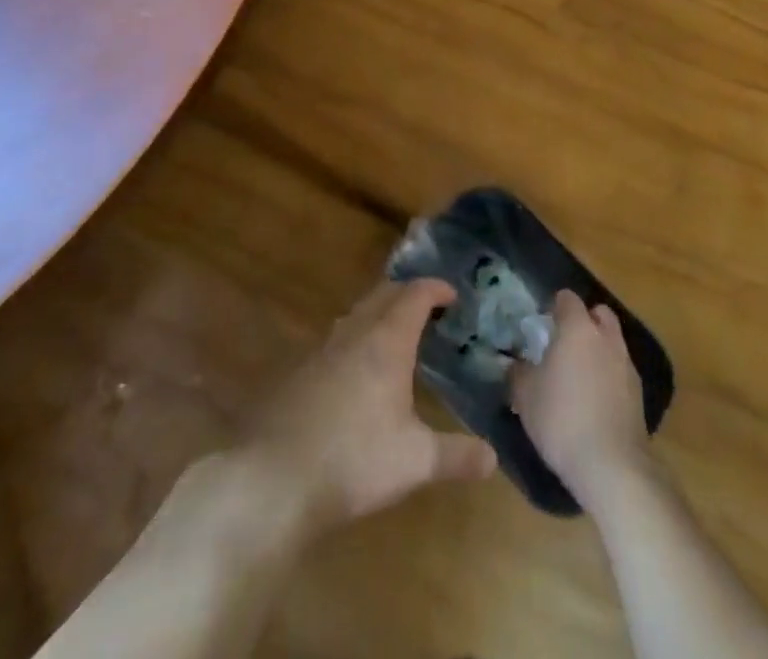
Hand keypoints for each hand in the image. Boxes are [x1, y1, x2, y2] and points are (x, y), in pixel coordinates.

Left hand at [242, 278, 496, 535]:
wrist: (274, 479)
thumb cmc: (354, 460)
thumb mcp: (415, 462)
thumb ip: (456, 456)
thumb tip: (493, 457)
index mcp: (386, 341)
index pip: (415, 294)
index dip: (436, 289)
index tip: (453, 295)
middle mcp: (355, 333)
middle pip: (384, 293)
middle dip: (408, 293)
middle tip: (430, 308)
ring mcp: (324, 349)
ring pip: (358, 313)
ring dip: (380, 313)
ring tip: (398, 334)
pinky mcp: (301, 371)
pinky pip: (338, 338)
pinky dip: (358, 337)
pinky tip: (360, 371)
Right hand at [510, 290, 651, 505]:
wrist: (611, 466)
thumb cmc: (561, 419)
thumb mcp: (525, 396)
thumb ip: (518, 372)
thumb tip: (515, 363)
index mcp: (578, 329)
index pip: (568, 299)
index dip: (555, 306)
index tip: (543, 322)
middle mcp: (606, 338)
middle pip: (598, 313)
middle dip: (584, 321)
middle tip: (564, 342)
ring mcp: (627, 365)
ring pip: (612, 342)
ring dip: (598, 348)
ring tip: (579, 374)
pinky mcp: (639, 394)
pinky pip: (621, 370)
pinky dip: (609, 375)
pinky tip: (595, 400)